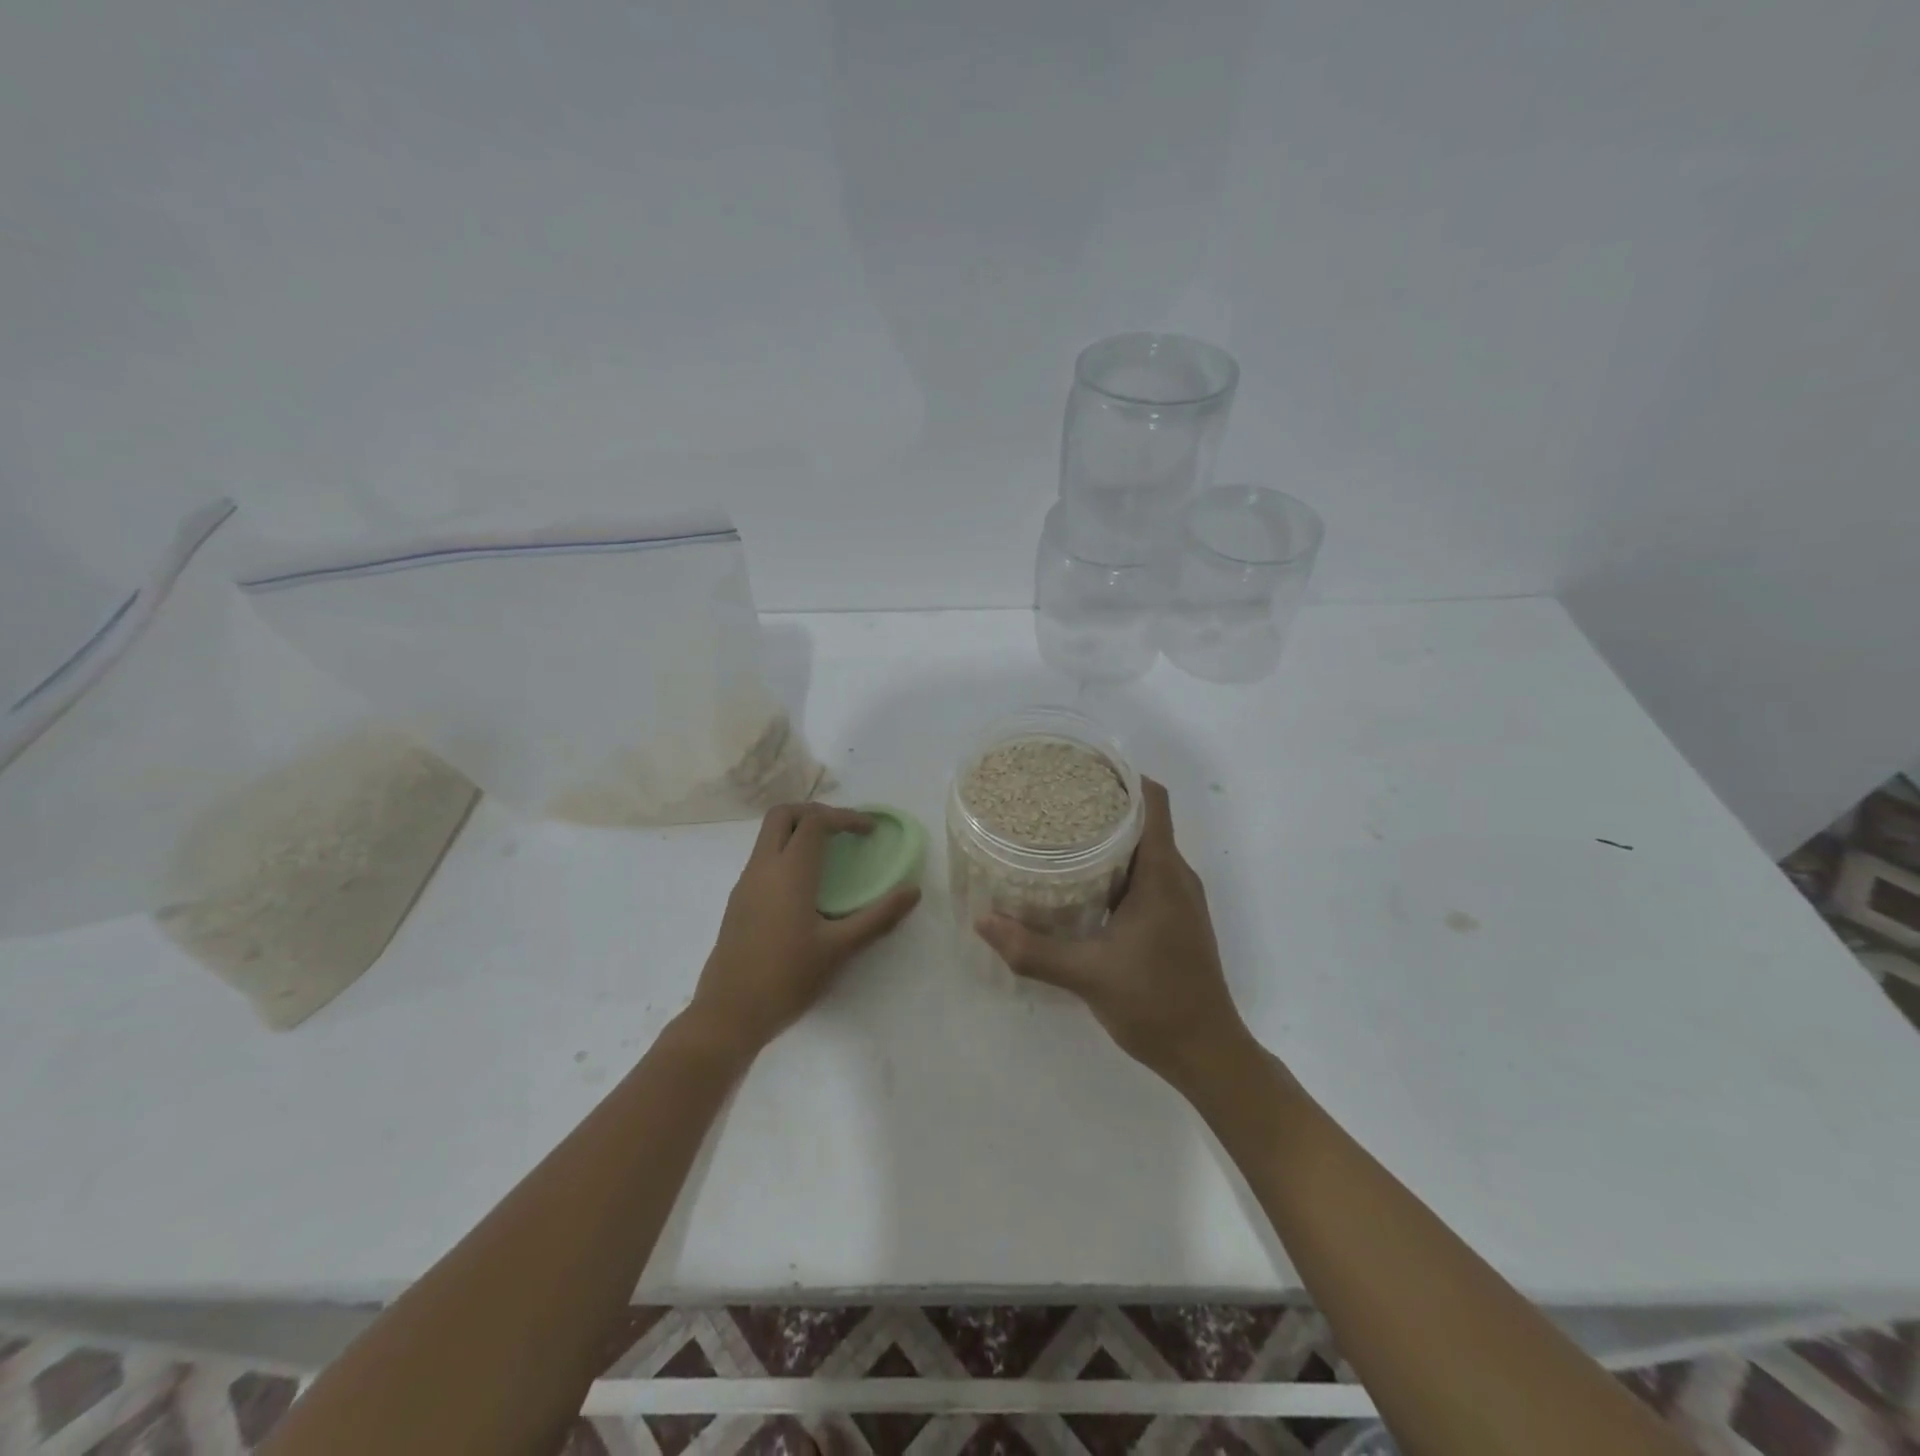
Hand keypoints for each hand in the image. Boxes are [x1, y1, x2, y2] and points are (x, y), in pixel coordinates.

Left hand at [690, 803, 920, 1057]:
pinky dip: (786, 852)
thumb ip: (878, 917)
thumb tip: (913, 892)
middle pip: (783, 815)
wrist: (728, 1015)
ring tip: (830, 854)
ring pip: (767, 836)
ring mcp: (745, 884)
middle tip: (844, 831)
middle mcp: (762, 868)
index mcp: (789, 872)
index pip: (815, 821)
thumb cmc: (787, 979)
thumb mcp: (839, 949)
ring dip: (798, 832)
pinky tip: (806, 886)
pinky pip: (762, 859)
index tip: (870, 832)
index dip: (845, 817)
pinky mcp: (738, 902)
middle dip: (816, 813)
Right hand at [976, 778, 1251, 1090]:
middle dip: (1103, 802)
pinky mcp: (1175, 918)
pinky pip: (1147, 874)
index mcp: (1163, 874)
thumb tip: (982, 921)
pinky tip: (1081, 880)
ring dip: (1109, 835)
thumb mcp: (1087, 976)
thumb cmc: (1155, 1004)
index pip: (1152, 801)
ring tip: (1059, 832)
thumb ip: (1033, 949)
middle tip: (1053, 799)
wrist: (1208, 1054)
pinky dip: (1117, 864)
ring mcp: (1179, 898)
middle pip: (1144, 819)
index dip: (1122, 775)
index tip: (1080, 767)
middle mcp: (1176, 876)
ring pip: (1145, 848)